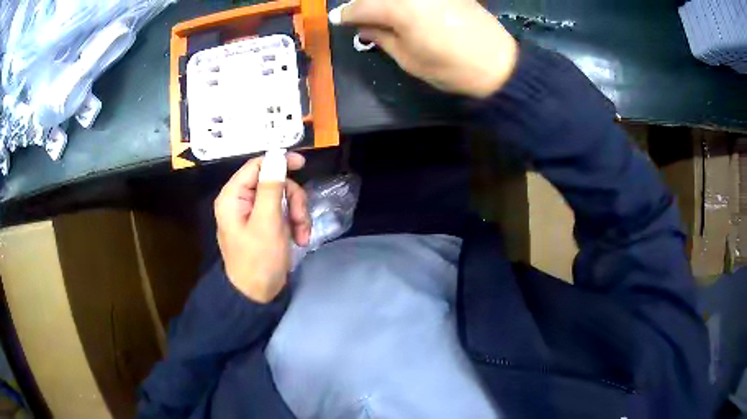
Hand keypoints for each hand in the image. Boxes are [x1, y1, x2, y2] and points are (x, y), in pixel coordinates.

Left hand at [214, 153, 310, 302]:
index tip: (302, 164)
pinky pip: (283, 212)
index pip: (256, 166)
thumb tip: (277, 156)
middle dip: (292, 199)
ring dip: (297, 214)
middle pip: (273, 182)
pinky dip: (295, 223)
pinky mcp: (264, 224)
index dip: (279, 161)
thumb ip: (271, 188)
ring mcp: (253, 213)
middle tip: (301, 220)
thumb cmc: (259, 260)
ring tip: (302, 235)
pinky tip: (300, 239)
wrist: (257, 295)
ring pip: (282, 197)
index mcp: (233, 197)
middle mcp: (241, 201)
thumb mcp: (267, 223)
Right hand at [329, 0, 518, 97]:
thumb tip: (365, 27)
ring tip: (380, 13)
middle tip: (358, 15)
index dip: (347, 14)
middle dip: (365, 3)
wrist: (499, 65)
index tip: (337, 19)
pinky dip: (406, 1)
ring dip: (384, 1)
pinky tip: (404, 8)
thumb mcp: (409, 59)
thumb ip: (382, 38)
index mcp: (399, 8)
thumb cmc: (451, 68)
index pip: (362, 7)